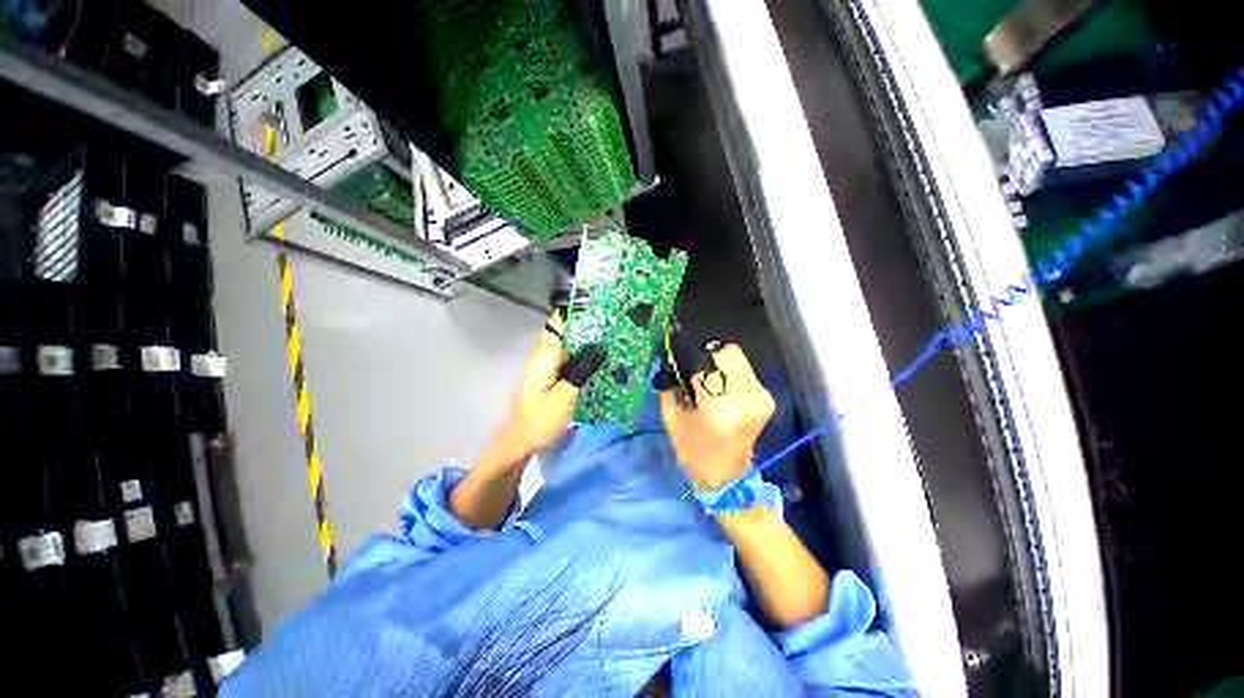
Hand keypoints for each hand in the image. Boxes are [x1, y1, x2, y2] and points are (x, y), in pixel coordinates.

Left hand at [498, 312, 604, 455]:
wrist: (518, 443)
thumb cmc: (540, 420)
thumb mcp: (565, 397)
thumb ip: (581, 370)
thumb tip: (599, 349)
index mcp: (544, 355)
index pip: (557, 323)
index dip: (574, 311)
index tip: (596, 303)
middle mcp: (542, 355)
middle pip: (564, 332)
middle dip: (585, 325)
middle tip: (612, 322)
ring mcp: (543, 366)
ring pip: (566, 346)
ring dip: (584, 342)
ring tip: (610, 338)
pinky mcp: (547, 376)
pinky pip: (566, 359)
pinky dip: (580, 357)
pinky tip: (597, 361)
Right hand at [659, 342, 774, 490]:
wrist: (727, 477)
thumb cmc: (695, 452)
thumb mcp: (673, 420)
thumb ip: (669, 387)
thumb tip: (667, 363)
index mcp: (722, 408)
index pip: (706, 365)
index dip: (690, 362)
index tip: (680, 367)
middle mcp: (748, 398)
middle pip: (727, 353)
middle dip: (706, 358)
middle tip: (693, 371)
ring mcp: (761, 396)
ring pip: (736, 357)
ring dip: (717, 364)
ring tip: (704, 380)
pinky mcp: (766, 397)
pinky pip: (743, 369)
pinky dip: (727, 371)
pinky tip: (717, 386)